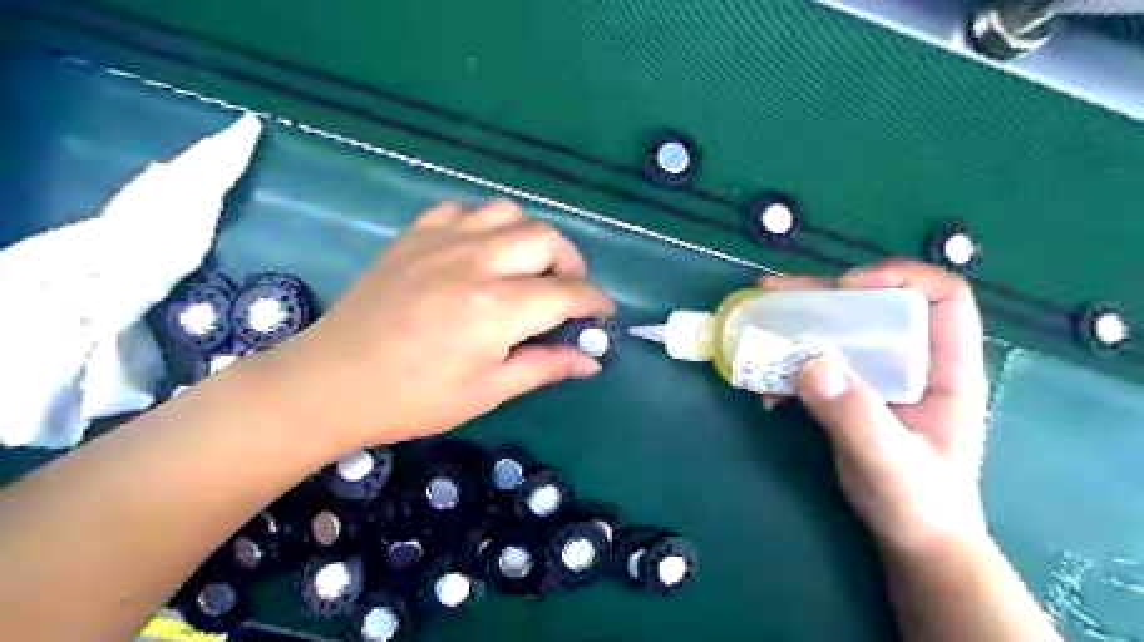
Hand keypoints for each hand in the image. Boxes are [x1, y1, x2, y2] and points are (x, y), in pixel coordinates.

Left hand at [258, 198, 617, 450]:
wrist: (331, 383)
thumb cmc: (414, 399)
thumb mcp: (488, 392)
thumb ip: (545, 366)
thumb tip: (591, 359)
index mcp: (497, 308)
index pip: (568, 293)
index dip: (595, 302)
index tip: (603, 315)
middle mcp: (476, 262)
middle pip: (547, 239)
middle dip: (571, 264)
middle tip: (565, 293)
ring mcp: (442, 241)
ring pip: (509, 213)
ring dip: (530, 238)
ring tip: (526, 268)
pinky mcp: (414, 235)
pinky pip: (463, 210)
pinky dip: (484, 225)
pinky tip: (479, 253)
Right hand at [764, 258, 999, 556]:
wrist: (910, 538)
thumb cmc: (918, 503)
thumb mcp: (890, 463)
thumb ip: (855, 417)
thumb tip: (810, 364)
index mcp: (946, 368)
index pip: (942, 297)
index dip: (896, 279)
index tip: (844, 290)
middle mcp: (912, 361)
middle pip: (873, 305)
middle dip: (822, 296)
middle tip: (772, 294)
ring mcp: (878, 376)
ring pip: (838, 330)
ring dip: (795, 325)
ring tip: (755, 323)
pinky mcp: (850, 392)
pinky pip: (816, 362)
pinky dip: (786, 364)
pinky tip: (764, 384)